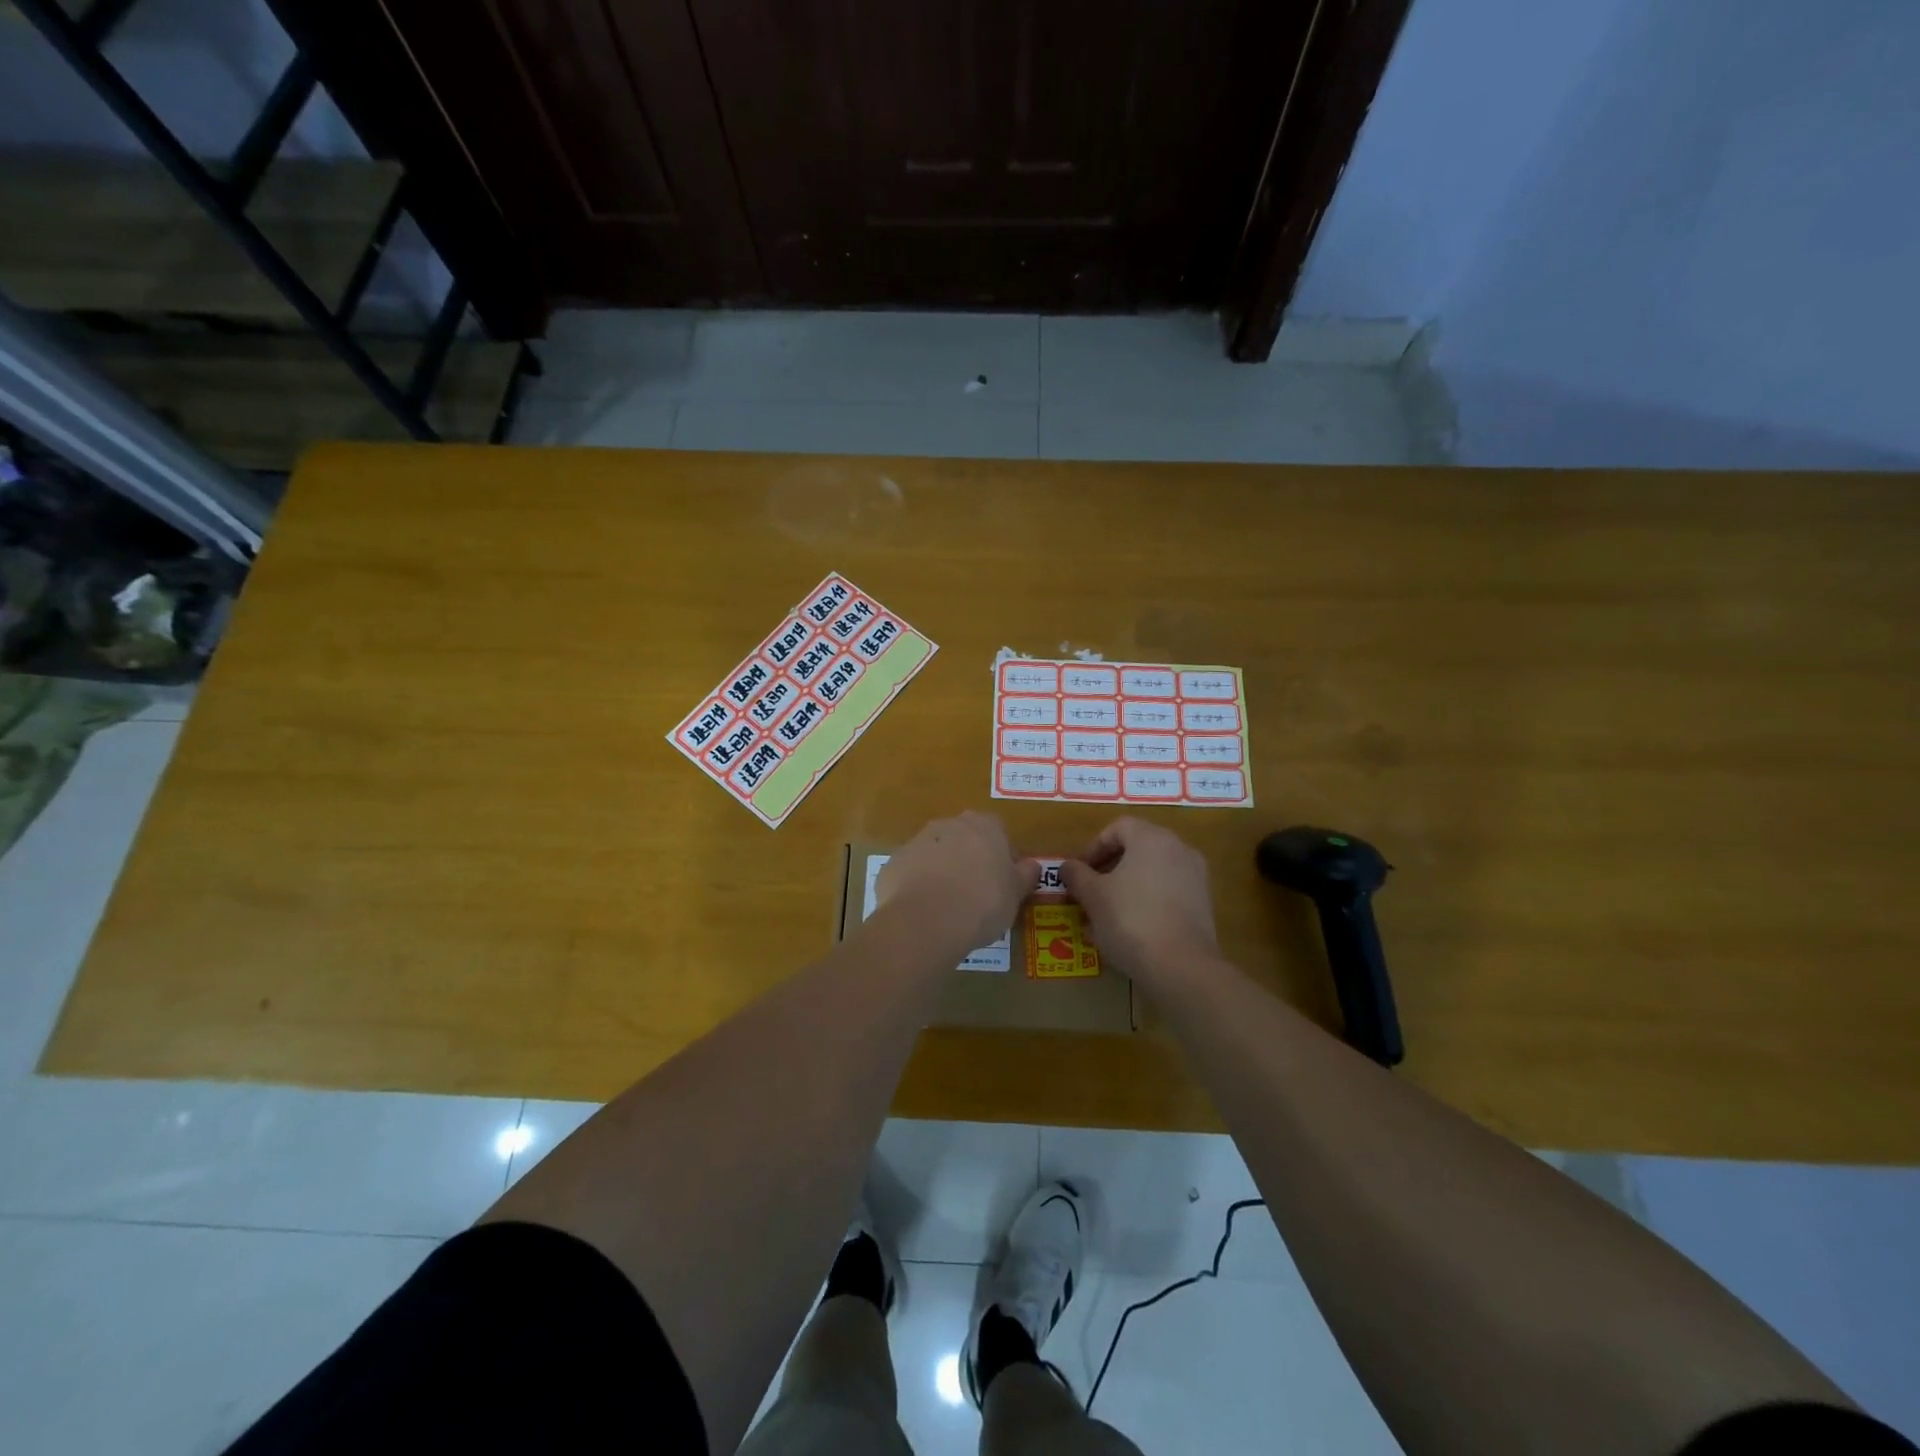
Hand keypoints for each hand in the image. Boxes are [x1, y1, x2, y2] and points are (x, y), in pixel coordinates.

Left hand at [875, 812, 1040, 957]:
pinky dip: (917, 886)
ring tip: (948, 906)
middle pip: (964, 837)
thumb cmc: (983, 903)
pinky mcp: (894, 863)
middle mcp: (949, 824)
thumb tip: (1031, 865)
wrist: (926, 920)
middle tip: (976, 892)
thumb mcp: (1016, 894)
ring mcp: (917, 841)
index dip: (1002, 855)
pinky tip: (923, 912)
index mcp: (984, 826)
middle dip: (969, 858)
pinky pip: (911, 872)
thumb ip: (1025, 875)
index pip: (998, 831)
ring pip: (935, 852)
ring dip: (942, 870)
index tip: (1002, 881)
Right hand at [1060, 818, 1219, 986]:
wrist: (1182, 967)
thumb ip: (1077, 875)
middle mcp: (1178, 849)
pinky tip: (1132, 928)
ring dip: (1127, 886)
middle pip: (1137, 848)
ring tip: (1107, 913)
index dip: (1093, 847)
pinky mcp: (1204, 904)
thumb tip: (1067, 866)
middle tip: (1090, 891)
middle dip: (1110, 868)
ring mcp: (1195, 876)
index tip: (1079, 872)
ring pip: (1153, 872)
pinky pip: (1168, 892)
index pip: (1118, 827)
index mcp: (1151, 838)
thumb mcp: (1093, 896)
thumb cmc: (1130, 920)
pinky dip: (1148, 901)